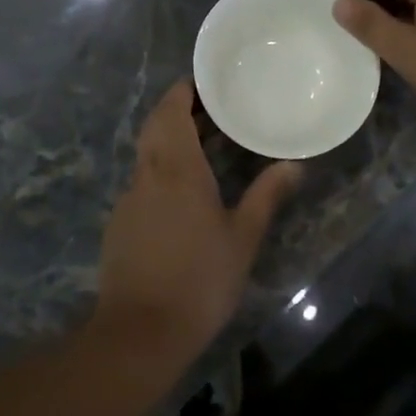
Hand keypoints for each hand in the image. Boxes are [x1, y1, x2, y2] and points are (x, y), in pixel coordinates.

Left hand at [94, 79, 301, 366]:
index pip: (171, 109)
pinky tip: (183, 192)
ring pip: (147, 153)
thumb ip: (267, 196)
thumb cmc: (200, 279)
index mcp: (176, 167)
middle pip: (156, 125)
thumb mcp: (242, 237)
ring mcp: (129, 198)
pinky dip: (161, 169)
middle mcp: (147, 173)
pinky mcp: (120, 222)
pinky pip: (142, 180)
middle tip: (213, 111)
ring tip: (205, 145)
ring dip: (170, 140)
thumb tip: (295, 165)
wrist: (140, 332)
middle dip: (179, 110)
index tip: (207, 83)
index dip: (185, 91)